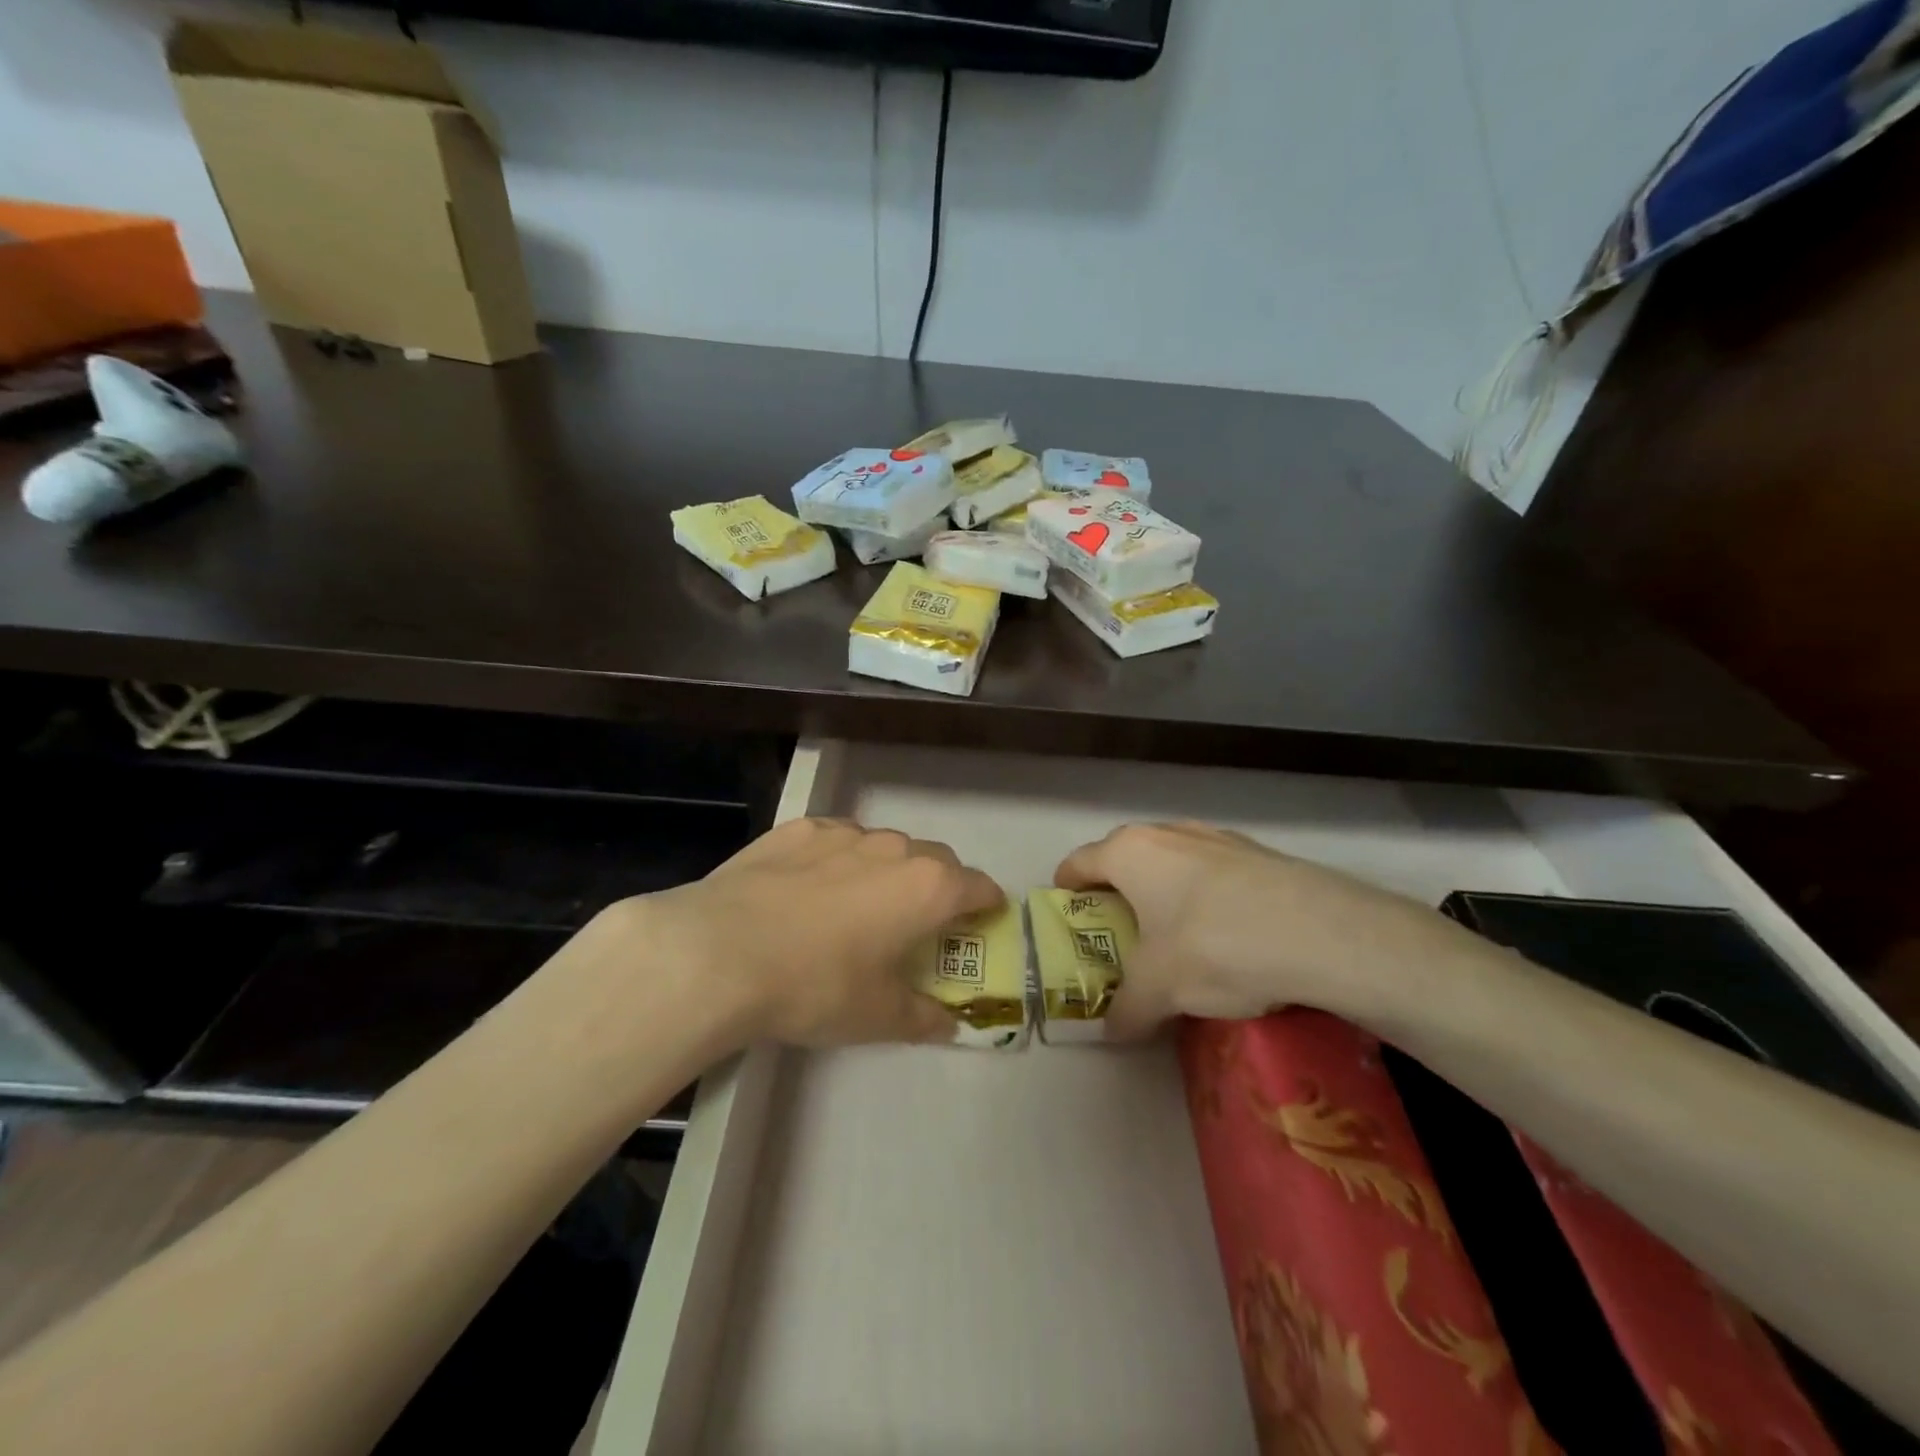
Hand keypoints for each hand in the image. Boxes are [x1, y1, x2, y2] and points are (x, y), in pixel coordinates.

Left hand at [620, 817, 1001, 1047]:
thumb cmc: (816, 987)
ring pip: (884, 846)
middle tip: (919, 923)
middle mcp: (894, 849)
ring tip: (859, 906)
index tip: (982, 920)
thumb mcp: (877, 1017)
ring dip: (887, 871)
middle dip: (939, 886)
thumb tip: (949, 1025)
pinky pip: (836, 840)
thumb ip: (923, 1018)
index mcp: (927, 888)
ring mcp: (844, 833)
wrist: (720, 952)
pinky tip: (810, 889)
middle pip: (936, 860)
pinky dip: (839, 860)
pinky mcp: (798, 829)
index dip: (987, 905)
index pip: (979, 886)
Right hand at [1055, 822, 1480, 1038]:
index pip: (1078, 863)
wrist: (1323, 933)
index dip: (1066, 891)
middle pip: (1124, 859)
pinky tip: (1228, 937)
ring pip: (1172, 863)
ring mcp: (1217, 837)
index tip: (1068, 919)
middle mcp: (1168, 832)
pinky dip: (1206, 897)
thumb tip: (1111, 1031)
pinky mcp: (1259, 853)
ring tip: (1175, 939)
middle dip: (1117, 896)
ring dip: (1164, 894)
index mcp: (1129, 852)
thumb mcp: (1159, 990)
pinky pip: (1213, 873)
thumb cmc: (1215, 946)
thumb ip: (1125, 1009)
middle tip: (1121, 938)